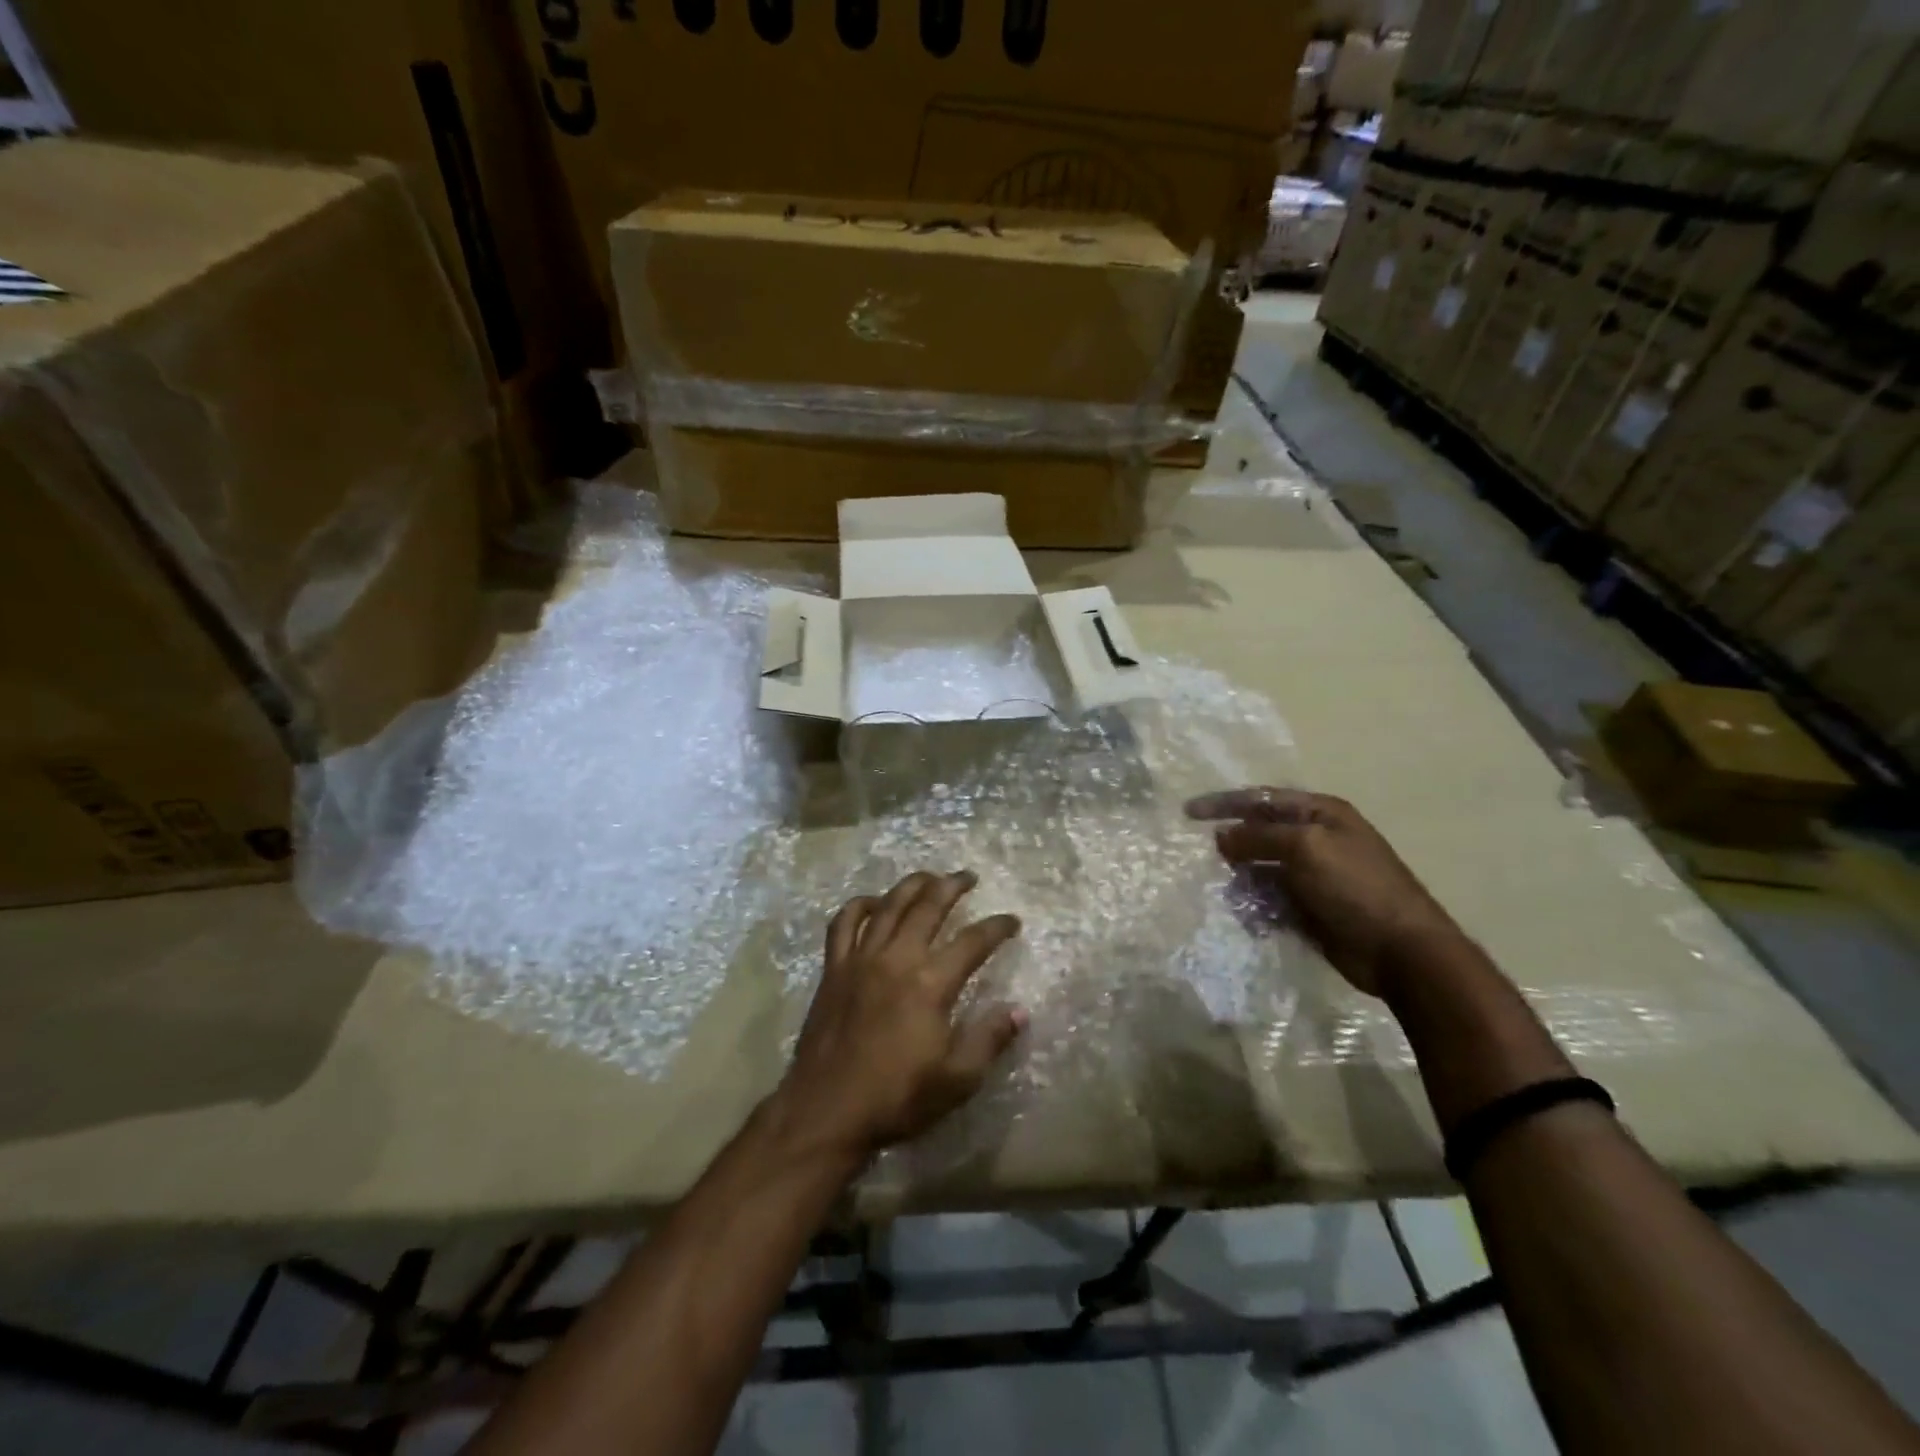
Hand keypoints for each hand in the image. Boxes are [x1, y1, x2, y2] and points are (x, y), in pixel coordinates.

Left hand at [771, 872, 1024, 1166]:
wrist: (827, 1110)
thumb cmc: (896, 1098)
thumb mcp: (956, 1079)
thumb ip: (989, 1038)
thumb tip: (1020, 1010)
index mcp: (930, 984)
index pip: (973, 941)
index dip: (997, 927)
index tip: (1012, 921)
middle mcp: (896, 958)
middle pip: (929, 906)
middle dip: (953, 886)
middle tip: (969, 877)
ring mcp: (860, 959)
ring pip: (889, 905)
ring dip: (912, 885)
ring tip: (930, 877)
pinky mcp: (834, 968)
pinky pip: (844, 923)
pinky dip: (859, 905)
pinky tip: (873, 902)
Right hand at [1186, 788, 1463, 996]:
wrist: (1400, 951)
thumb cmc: (1355, 887)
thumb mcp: (1305, 848)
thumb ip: (1258, 837)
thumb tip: (1220, 837)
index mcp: (1320, 814)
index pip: (1262, 799)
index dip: (1224, 803)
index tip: (1188, 812)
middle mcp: (1315, 839)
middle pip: (1259, 834)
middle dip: (1232, 845)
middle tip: (1205, 859)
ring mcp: (1312, 876)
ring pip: (1260, 870)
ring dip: (1241, 881)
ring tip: (1231, 896)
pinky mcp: (1308, 909)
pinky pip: (1269, 900)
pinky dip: (1255, 907)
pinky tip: (1250, 919)